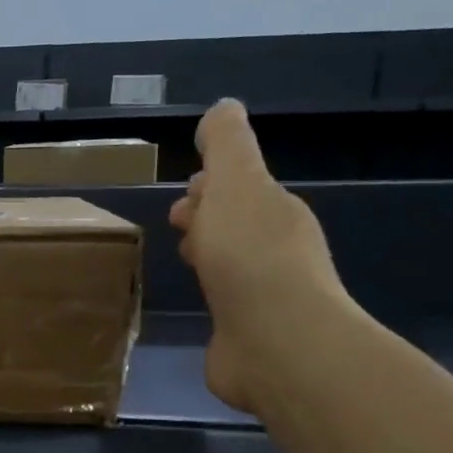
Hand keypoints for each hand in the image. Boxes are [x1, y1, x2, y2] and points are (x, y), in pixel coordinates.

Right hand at [169, 100, 353, 416]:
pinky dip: (210, 295)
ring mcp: (263, 297)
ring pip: (231, 263)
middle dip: (207, 218)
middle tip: (177, 223)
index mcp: (273, 212)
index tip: (188, 192)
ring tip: (183, 259)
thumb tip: (223, 108)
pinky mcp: (247, 335)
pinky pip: (226, 304)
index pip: (241, 190)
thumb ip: (228, 145)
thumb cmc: (250, 257)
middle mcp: (275, 251)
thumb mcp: (236, 184)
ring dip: (209, 254)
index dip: (213, 186)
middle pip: (236, 225)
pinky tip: (196, 302)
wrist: (275, 344)